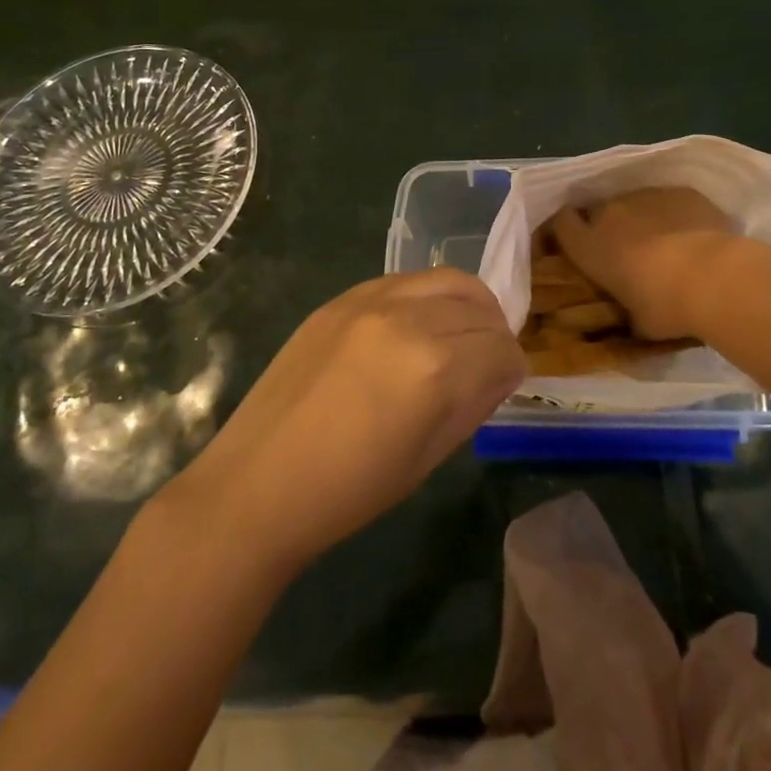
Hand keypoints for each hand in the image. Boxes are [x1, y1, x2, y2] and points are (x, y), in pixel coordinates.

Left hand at [164, 270, 525, 574]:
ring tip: (459, 335)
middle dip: (494, 335)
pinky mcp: (341, 298)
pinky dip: (426, 297)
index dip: (512, 369)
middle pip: (479, 308)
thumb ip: (473, 404)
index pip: (502, 349)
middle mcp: (408, 319)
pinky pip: (404, 281)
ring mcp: (370, 301)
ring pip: (445, 280)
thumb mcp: (428, 457)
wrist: (258, 483)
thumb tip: (500, 373)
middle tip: (486, 362)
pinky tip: (416, 326)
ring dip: (466, 305)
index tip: (505, 384)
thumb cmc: (349, 490)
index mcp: (435, 368)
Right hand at [548, 188, 739, 340]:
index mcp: (590, 246)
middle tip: (628, 249)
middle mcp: (610, 213)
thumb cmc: (665, 307)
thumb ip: (627, 313)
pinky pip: (671, 201)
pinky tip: (695, 234)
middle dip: (609, 226)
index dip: (567, 230)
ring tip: (667, 243)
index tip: (578, 243)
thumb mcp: (637, 322)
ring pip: (636, 204)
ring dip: (644, 219)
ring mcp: (646, 196)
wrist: (714, 277)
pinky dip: (677, 214)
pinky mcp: (680, 191)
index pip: (561, 223)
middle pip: (599, 211)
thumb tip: (633, 319)